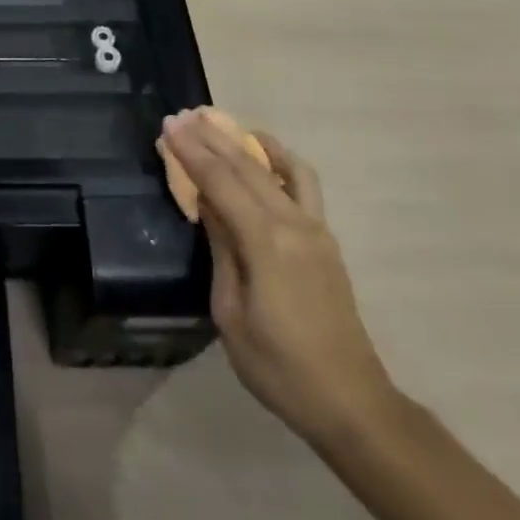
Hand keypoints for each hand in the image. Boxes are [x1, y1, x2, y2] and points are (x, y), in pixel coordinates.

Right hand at [161, 109, 401, 448]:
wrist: (351, 403)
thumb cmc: (279, 366)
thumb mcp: (230, 312)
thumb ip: (221, 249)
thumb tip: (207, 203)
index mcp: (266, 242)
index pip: (220, 182)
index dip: (191, 152)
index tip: (168, 125)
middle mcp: (294, 224)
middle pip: (248, 167)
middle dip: (212, 138)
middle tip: (182, 117)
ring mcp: (315, 230)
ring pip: (278, 168)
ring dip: (246, 142)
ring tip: (220, 124)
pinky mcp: (325, 240)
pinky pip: (303, 185)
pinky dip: (280, 161)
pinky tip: (263, 155)